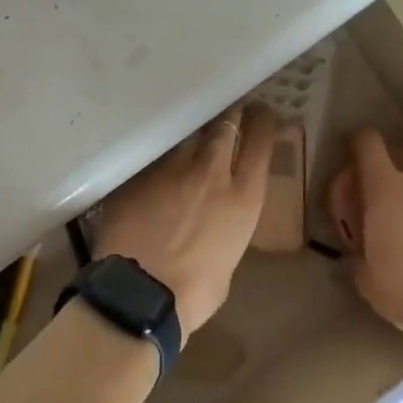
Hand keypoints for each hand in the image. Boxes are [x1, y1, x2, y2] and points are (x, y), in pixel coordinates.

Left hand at [93, 103, 276, 337]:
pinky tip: (155, 154)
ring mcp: (171, 168)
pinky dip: (160, 153)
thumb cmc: (195, 293)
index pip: (260, 143)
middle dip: (230, 113)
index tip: (262, 111)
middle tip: (229, 108)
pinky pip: (154, 153)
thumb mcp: (227, 259)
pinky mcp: (139, 173)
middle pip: (225, 125)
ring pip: (187, 132)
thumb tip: (212, 223)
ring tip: (192, 126)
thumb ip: (224, 230)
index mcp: (244, 197)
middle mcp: (211, 172)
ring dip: (193, 129)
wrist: (141, 294)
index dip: (263, 122)